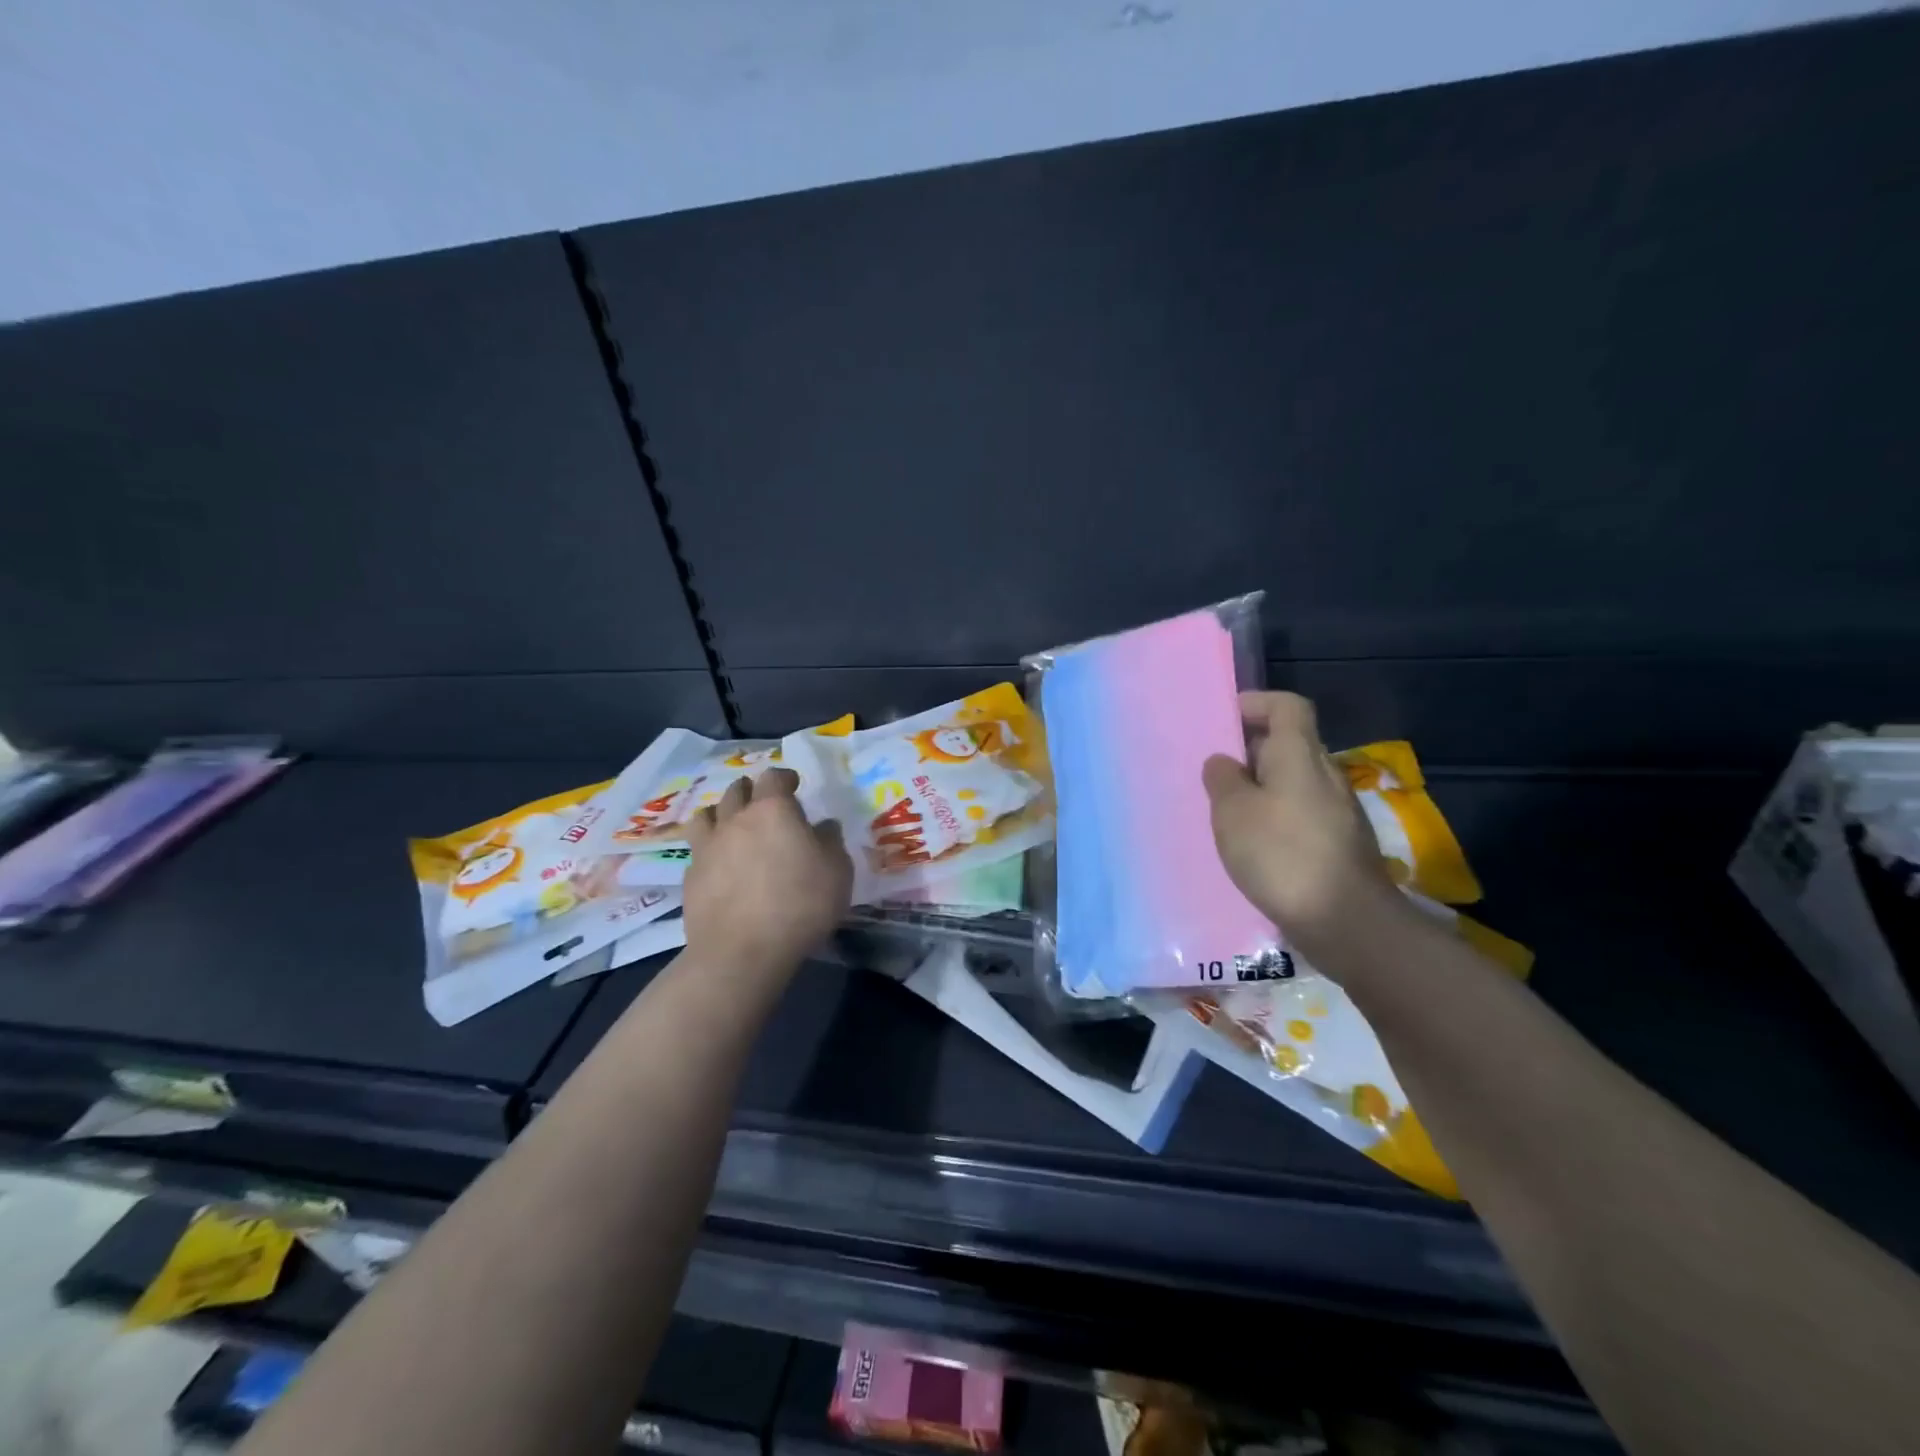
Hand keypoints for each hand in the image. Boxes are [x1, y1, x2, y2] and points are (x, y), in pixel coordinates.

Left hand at [682, 768, 852, 974]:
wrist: (742, 951)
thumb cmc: (800, 904)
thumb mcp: (837, 872)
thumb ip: (831, 842)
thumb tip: (823, 826)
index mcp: (773, 810)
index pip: (773, 778)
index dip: (784, 777)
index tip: (793, 783)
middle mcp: (735, 819)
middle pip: (736, 790)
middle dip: (750, 790)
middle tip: (762, 800)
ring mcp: (707, 847)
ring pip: (706, 814)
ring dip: (720, 813)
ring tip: (730, 824)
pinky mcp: (690, 877)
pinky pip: (697, 850)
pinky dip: (708, 848)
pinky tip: (718, 863)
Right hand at [1202, 692, 1401, 956]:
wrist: (1346, 921)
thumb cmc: (1282, 854)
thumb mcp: (1233, 812)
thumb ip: (1223, 779)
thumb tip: (1224, 762)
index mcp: (1300, 755)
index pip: (1287, 706)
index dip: (1256, 703)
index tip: (1224, 720)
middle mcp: (1324, 774)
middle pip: (1288, 744)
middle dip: (1249, 751)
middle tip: (1212, 772)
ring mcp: (1337, 811)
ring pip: (1293, 782)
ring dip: (1260, 788)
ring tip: (1225, 811)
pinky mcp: (1338, 844)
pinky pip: (1299, 813)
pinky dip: (1274, 817)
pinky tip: (1252, 846)